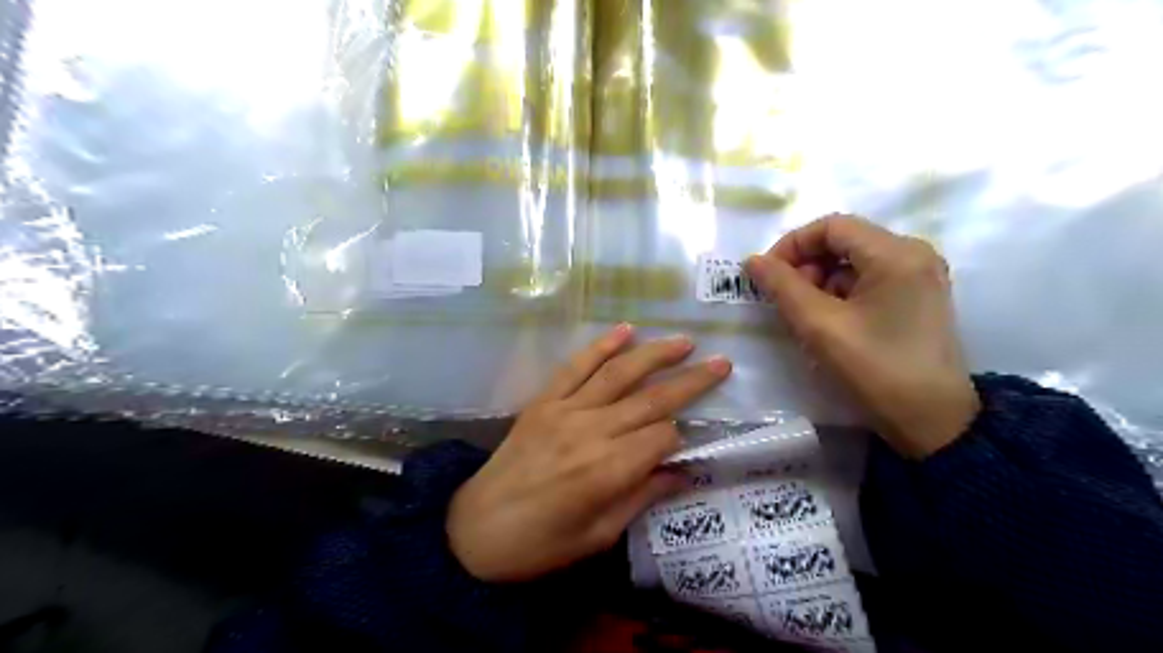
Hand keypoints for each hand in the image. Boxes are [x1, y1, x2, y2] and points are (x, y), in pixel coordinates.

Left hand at [450, 327, 729, 581]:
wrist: (474, 531)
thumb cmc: (540, 545)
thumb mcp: (598, 536)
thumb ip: (642, 497)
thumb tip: (681, 473)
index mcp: (608, 471)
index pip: (662, 437)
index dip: (679, 438)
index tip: (682, 444)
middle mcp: (591, 432)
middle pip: (651, 399)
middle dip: (690, 381)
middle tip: (721, 363)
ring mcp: (564, 410)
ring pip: (619, 374)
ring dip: (655, 354)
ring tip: (684, 341)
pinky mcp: (543, 401)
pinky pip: (575, 367)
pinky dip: (601, 347)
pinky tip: (625, 330)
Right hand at [744, 213, 979, 458]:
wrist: (933, 422)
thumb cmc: (875, 369)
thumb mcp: (820, 326)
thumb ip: (782, 287)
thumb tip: (752, 261)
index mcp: (896, 253)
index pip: (831, 226)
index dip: (792, 245)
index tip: (767, 275)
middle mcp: (914, 253)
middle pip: (844, 240)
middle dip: (806, 265)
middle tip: (786, 300)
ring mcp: (919, 275)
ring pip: (854, 261)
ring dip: (821, 281)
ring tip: (807, 316)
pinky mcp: (917, 297)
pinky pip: (869, 279)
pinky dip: (841, 293)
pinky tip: (831, 322)